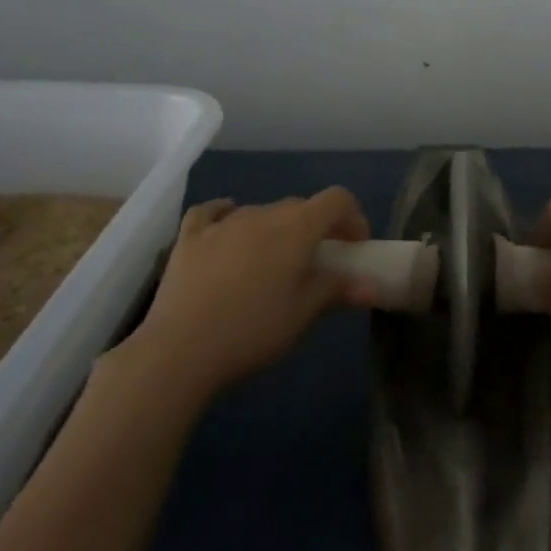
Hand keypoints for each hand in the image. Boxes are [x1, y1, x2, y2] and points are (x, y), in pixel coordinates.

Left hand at [112, 189, 370, 402]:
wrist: (179, 351)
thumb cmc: (251, 331)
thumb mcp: (302, 314)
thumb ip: (337, 290)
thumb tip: (371, 285)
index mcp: (295, 229)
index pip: (336, 200)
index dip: (352, 217)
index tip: (355, 246)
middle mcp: (261, 215)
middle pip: (300, 206)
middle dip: (317, 227)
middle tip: (319, 261)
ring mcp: (222, 224)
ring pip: (260, 211)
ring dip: (277, 227)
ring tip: (273, 262)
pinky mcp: (189, 238)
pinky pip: (212, 212)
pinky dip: (226, 214)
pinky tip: (228, 226)